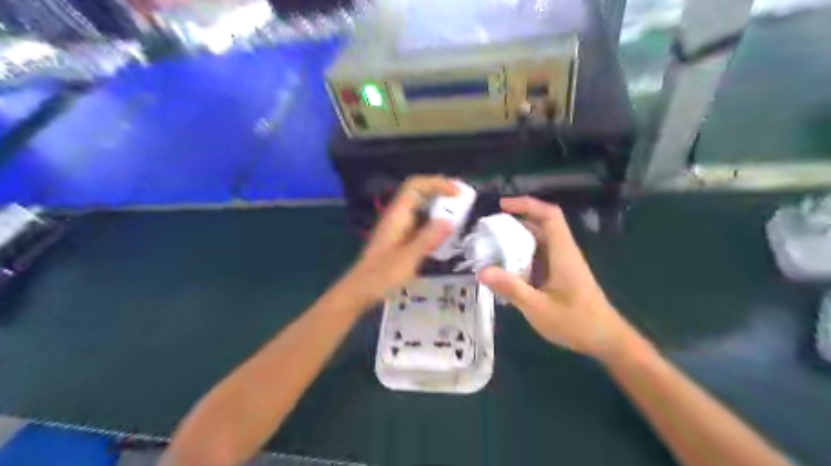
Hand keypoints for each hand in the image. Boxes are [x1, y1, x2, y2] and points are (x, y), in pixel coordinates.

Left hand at [347, 176, 456, 304]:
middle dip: (442, 192)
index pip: (416, 185)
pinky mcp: (402, 237)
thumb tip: (450, 221)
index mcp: (397, 214)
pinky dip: (435, 221)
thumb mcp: (408, 258)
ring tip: (460, 214)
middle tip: (464, 201)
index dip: (437, 183)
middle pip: (420, 193)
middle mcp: (398, 215)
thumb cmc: (382, 275)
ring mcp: (399, 226)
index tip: (458, 193)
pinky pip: (421, 221)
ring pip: (421, 207)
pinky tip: (446, 232)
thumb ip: (428, 238)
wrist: (361, 289)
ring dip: (440, 206)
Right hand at [473, 197, 638, 359]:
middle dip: (515, 222)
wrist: (605, 340)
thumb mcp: (538, 307)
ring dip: (516, 241)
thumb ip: (511, 288)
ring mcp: (562, 264)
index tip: (503, 206)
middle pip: (541, 226)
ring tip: (491, 247)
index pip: (549, 216)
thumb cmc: (576, 323)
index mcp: (563, 252)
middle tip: (488, 230)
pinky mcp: (560, 275)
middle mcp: (563, 252)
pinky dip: (521, 257)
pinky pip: (538, 257)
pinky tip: (505, 270)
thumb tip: (482, 271)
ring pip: (538, 242)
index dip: (527, 204)